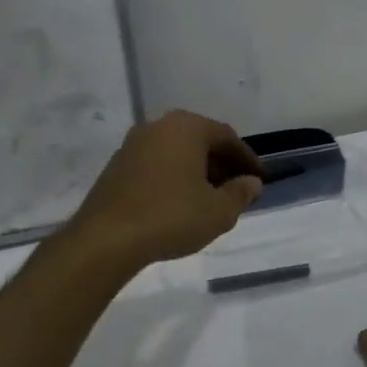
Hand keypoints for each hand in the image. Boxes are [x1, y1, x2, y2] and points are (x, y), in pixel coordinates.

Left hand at [65, 110, 263, 268]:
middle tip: (237, 191)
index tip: (260, 180)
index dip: (247, 160)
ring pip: (177, 153)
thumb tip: (251, 183)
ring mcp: (132, 145)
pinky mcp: (116, 167)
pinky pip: (156, 165)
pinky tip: (180, 204)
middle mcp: (158, 126)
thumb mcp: (218, 211)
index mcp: (186, 127)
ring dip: (197, 173)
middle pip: (200, 142)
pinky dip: (174, 179)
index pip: (227, 137)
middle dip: (222, 165)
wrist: (106, 239)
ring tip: (210, 200)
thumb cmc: (171, 217)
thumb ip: (240, 193)